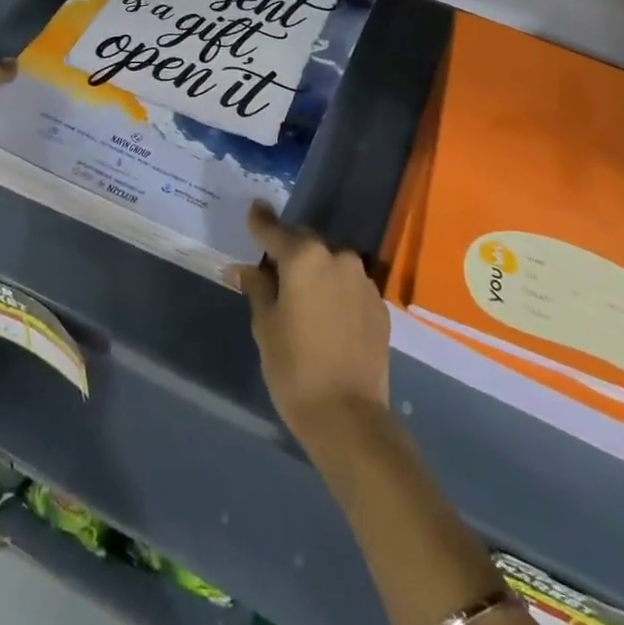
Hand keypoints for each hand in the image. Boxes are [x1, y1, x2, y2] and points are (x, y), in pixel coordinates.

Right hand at [232, 202, 390, 459]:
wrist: (349, 416)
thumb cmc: (294, 367)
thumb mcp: (265, 325)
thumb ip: (257, 288)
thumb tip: (243, 268)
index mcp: (304, 257)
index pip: (274, 229)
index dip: (260, 220)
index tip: (254, 208)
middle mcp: (337, 258)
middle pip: (306, 242)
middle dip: (289, 250)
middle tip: (272, 269)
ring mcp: (363, 280)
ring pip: (331, 263)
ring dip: (315, 271)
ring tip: (302, 297)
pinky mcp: (380, 305)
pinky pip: (350, 286)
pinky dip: (335, 291)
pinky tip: (327, 315)